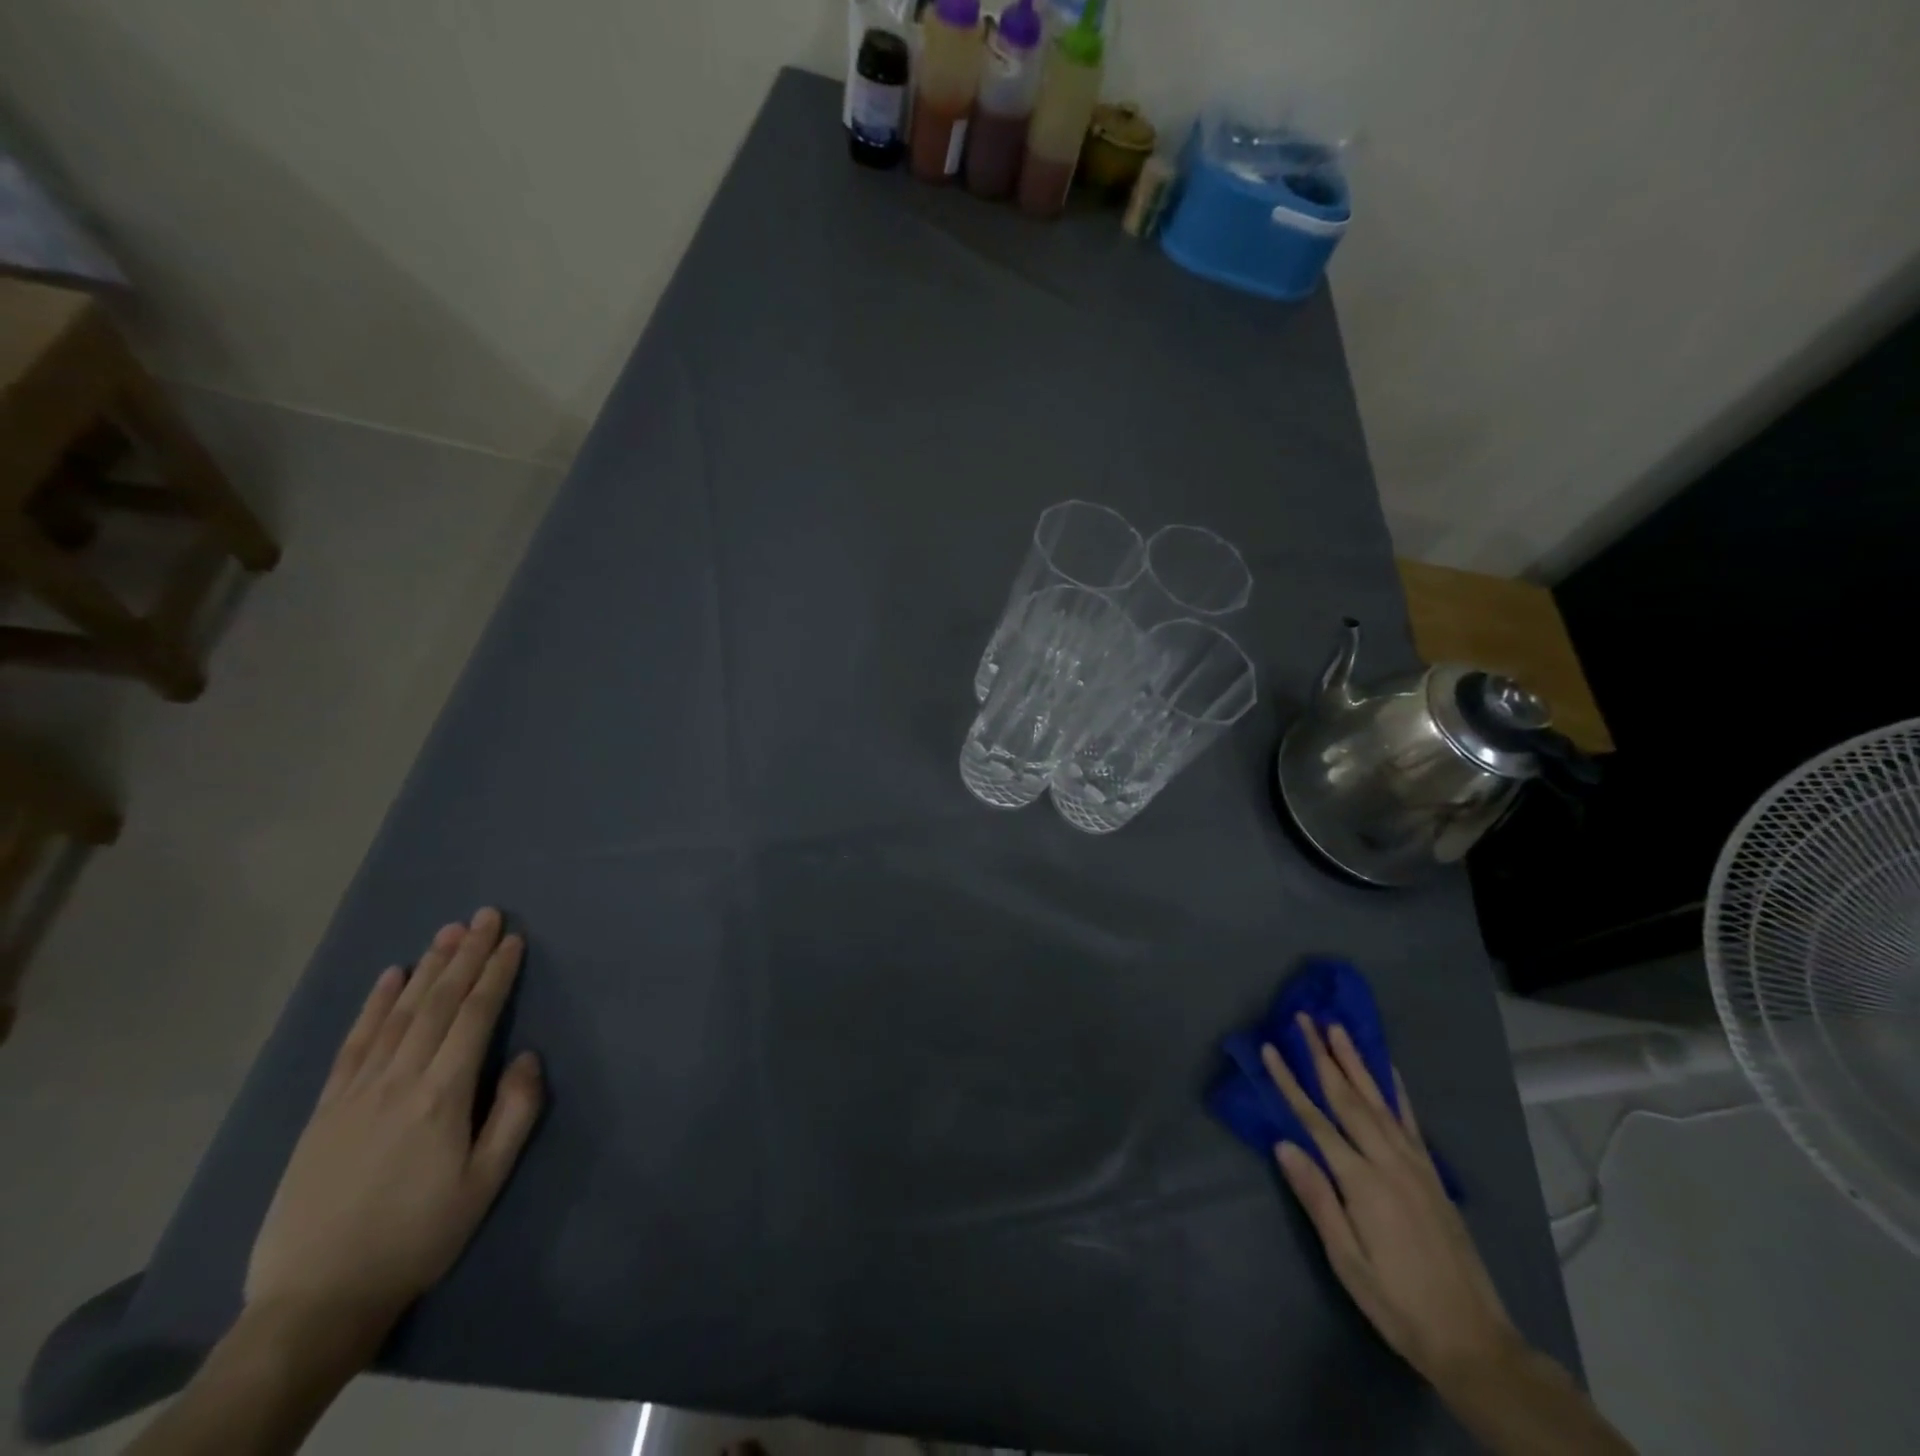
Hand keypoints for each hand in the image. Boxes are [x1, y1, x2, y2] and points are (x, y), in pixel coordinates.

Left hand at [246, 908, 543, 1343]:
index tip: (512, 938)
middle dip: (465, 955)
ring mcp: (356, 1092)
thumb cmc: (418, 1237)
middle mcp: (399, 1080)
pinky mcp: (325, 1109)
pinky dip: (373, 1005)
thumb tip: (526, 1056)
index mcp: (442, 1096)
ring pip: (398, 1014)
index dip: (495, 973)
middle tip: (484, 915)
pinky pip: (354, 1044)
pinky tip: (389, 978)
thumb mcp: (485, 1183)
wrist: (317, 1298)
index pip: (475, 1016)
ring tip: (446, 933)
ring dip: (426, 969)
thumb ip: (513, 1114)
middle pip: (438, 1003)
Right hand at [1262, 1014, 1519, 1388]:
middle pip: (1347, 1098)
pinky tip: (1386, 1069)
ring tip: (1337, 1028)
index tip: (1271, 1048)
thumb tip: (1283, 1145)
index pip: (1315, 1120)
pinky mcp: (1432, 1174)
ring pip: (1378, 1100)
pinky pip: (1410, 1120)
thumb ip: (1317, 1199)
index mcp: (1362, 1183)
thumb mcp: (1347, 1261)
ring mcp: (1415, 1165)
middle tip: (1304, 1019)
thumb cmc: (1397, 1304)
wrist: (1475, 1342)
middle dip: (1322, 1056)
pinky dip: (1396, 1090)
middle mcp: (1389, 1163)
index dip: (1290, 1082)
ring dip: (1355, 1061)